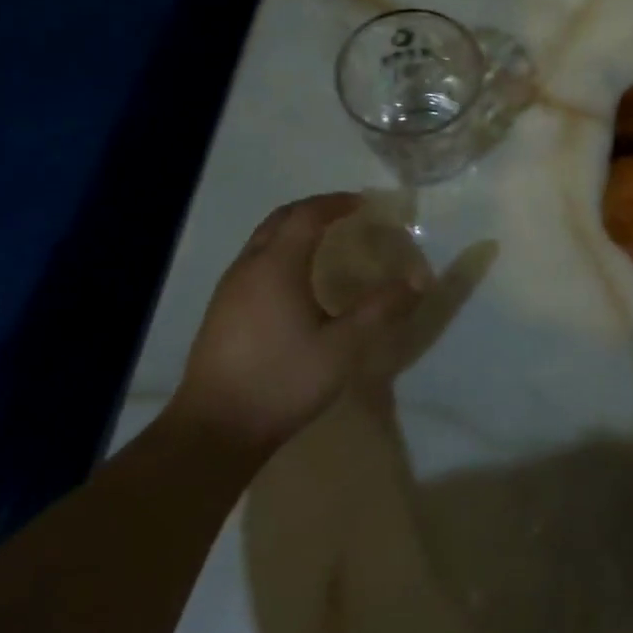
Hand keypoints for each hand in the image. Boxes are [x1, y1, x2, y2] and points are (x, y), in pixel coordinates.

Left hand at [172, 194, 420, 453]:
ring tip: (324, 242)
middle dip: (313, 210)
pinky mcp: (221, 311)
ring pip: (263, 240)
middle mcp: (248, 266)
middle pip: (280, 220)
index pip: (307, 215)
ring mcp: (229, 289)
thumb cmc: (282, 381)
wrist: (215, 429)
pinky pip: (254, 262)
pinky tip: (294, 281)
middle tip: (345, 214)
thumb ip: (379, 309)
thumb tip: (418, 280)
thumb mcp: (342, 347)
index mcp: (276, 266)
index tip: (363, 204)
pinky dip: (279, 252)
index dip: (336, 203)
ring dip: (293, 230)